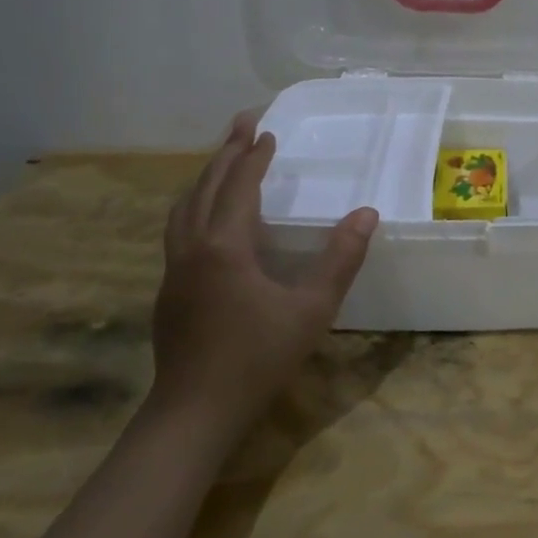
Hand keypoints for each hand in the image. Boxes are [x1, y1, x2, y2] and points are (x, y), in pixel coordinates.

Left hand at [149, 112, 378, 443]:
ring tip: (224, 161)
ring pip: (184, 209)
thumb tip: (367, 214)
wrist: (194, 414)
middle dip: (225, 153)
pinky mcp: (169, 292)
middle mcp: (192, 249)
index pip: (239, 187)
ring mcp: (174, 271)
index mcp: (224, 247)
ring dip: (205, 178)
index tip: (268, 132)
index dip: (254, 157)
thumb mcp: (312, 309)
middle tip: (243, 124)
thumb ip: (341, 259)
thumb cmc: (257, 359)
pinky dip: (195, 206)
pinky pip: (179, 230)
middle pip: (204, 188)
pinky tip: (210, 220)